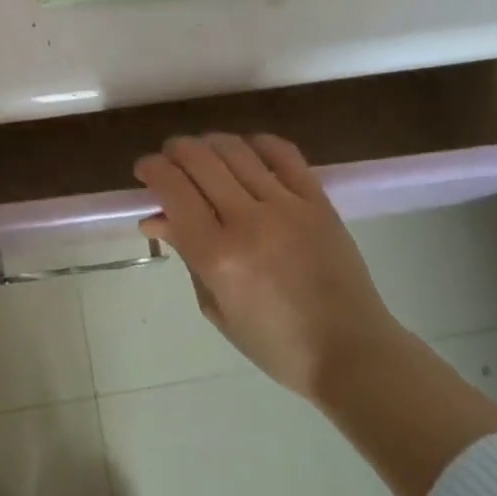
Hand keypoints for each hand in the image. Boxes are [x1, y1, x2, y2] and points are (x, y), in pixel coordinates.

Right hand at [134, 134, 402, 401]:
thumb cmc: (275, 344)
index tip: (144, 171)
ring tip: (202, 154)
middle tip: (168, 160)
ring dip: (209, 143)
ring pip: (235, 149)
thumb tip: (156, 218)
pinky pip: (283, 153)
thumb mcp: (216, 307)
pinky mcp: (318, 200)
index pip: (172, 189)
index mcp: (217, 256)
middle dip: (174, 151)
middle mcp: (248, 221)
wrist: (352, 352)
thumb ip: (187, 255)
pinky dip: (256, 143)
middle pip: (199, 159)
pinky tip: (246, 150)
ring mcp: (287, 206)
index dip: (151, 169)